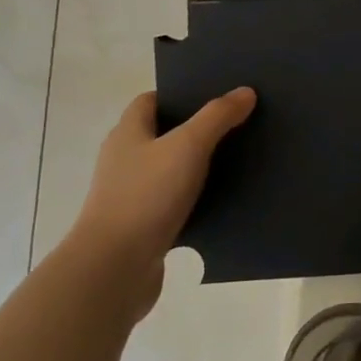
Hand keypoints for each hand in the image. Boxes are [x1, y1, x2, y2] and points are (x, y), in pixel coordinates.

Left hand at [66, 88, 255, 304]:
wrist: (114, 269)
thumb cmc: (146, 196)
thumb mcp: (188, 146)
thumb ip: (217, 116)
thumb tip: (245, 91)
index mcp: (128, 133)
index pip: (150, 100)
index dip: (180, 94)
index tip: (215, 94)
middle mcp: (124, 160)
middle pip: (162, 134)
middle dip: (196, 128)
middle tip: (235, 123)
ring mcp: (130, 195)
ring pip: (170, 170)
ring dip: (198, 166)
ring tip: (237, 159)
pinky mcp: (142, 226)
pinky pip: (174, 203)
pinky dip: (195, 200)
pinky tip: (224, 201)